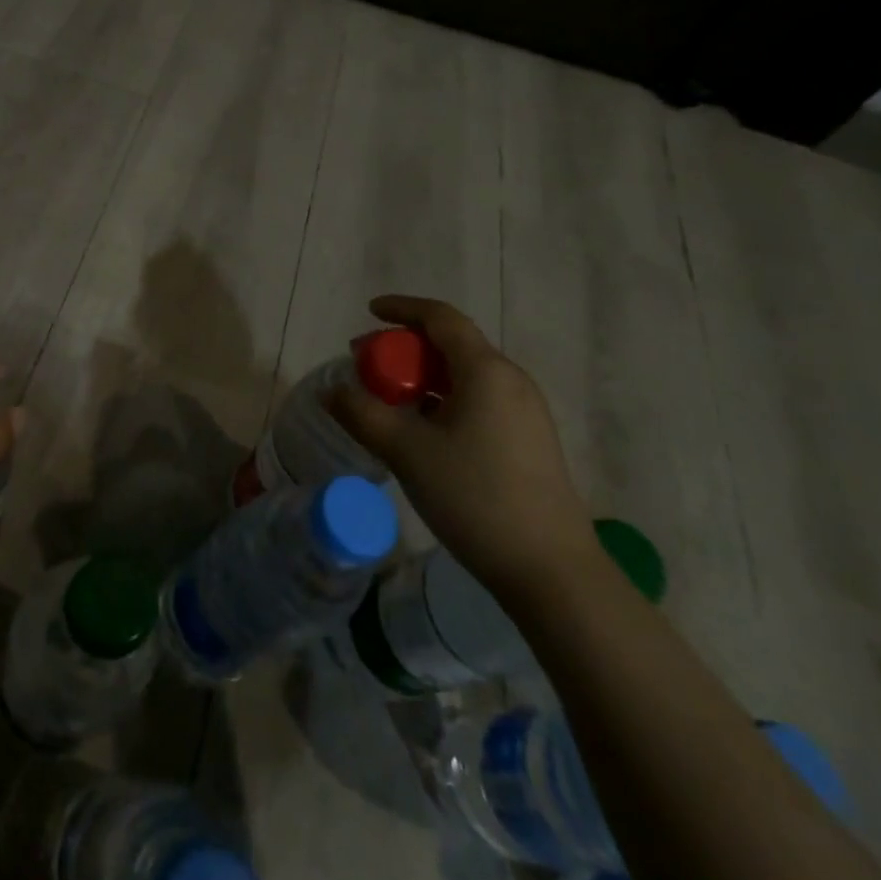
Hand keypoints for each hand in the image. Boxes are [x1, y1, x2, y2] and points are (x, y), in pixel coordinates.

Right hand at [324, 296, 597, 600]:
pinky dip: (442, 400)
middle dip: (404, 349)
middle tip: (367, 368)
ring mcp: (524, 412)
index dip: (402, 308)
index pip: (440, 318)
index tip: (370, 311)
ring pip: (463, 375)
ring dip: (422, 378)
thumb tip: (330, 390)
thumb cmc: (475, 497)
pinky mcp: (528, 440)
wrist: (551, 572)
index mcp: (485, 371)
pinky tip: (422, 431)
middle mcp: (510, 381)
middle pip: (451, 345)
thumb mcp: (406, 452)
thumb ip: (362, 413)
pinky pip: (477, 400)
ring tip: (388, 402)